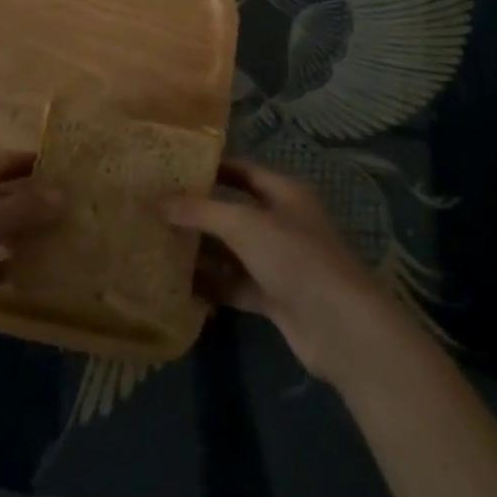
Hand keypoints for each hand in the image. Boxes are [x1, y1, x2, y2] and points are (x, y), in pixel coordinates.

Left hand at [0, 151, 62, 321]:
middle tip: (71, 211)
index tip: (73, 171)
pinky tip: (19, 276)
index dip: (39, 163)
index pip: (9, 160)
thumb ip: (22, 208)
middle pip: (1, 191)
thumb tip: (63, 196)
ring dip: (18, 232)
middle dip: (33, 199)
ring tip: (54, 242)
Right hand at [163, 160, 399, 383]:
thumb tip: (159, 200)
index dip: (210, 168)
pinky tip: (178, 284)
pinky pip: (236, 285)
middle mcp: (282, 222)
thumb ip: (201, 211)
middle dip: (199, 211)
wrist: (340, 328)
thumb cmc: (295, 258)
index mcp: (284, 193)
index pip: (242, 171)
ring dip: (202, 249)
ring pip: (233, 250)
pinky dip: (212, 284)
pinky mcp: (274, 297)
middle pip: (234, 211)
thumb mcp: (244, 225)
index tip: (173, 168)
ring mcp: (279, 262)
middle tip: (156, 208)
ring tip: (158, 243)